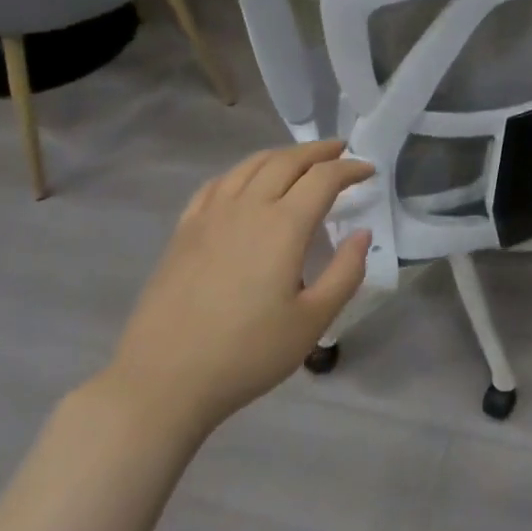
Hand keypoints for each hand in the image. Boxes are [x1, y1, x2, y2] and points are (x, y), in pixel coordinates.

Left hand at [96, 141, 372, 447]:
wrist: (162, 380)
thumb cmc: (246, 354)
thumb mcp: (312, 322)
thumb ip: (345, 273)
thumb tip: (362, 234)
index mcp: (283, 226)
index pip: (323, 179)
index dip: (350, 168)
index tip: (368, 169)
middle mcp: (247, 207)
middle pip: (287, 161)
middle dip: (318, 151)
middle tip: (340, 150)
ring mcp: (210, 215)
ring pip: (250, 165)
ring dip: (281, 155)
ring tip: (299, 159)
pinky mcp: (184, 231)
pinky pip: (217, 184)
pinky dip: (242, 171)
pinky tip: (246, 181)